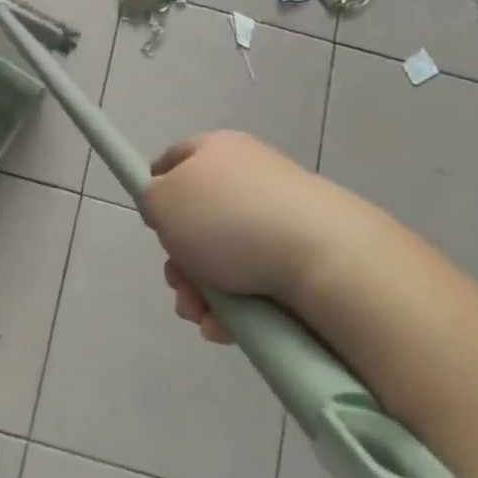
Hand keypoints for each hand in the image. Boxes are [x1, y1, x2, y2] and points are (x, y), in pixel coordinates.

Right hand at [138, 130, 357, 344]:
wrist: (327, 259)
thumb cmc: (229, 220)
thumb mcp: (161, 200)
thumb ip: (150, 198)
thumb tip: (166, 207)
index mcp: (217, 150)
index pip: (174, 159)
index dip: (156, 190)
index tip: (152, 224)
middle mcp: (250, 177)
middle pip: (197, 219)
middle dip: (180, 260)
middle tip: (178, 283)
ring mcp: (281, 217)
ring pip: (223, 258)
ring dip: (201, 291)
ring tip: (201, 315)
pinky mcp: (305, 256)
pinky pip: (255, 282)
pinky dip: (235, 307)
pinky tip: (227, 327)